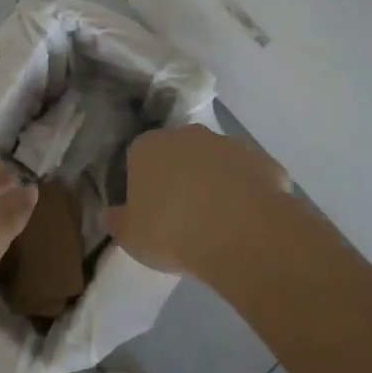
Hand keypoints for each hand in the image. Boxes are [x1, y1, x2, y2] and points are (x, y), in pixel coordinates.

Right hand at [105, 125, 292, 278]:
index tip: (149, 211)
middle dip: (180, 177)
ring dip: (215, 183)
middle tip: (182, 216)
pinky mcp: (262, 160)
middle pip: (179, 153)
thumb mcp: (131, 237)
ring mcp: (228, 144)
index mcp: (149, 147)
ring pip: (216, 162)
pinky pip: (248, 177)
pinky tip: (247, 222)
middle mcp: (188, 135)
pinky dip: (247, 193)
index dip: (143, 184)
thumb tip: (109, 214)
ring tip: (218, 223)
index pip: (138, 157)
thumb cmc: (172, 231)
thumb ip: (118, 222)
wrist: (240, 232)